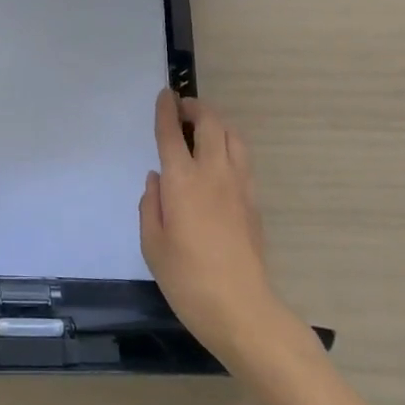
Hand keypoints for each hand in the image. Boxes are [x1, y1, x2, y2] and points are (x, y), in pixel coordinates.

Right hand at [140, 89, 288, 362]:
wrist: (242, 310)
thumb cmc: (187, 279)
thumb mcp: (152, 245)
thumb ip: (151, 205)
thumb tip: (157, 180)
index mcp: (182, 181)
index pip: (173, 133)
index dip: (167, 110)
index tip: (165, 94)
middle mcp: (213, 173)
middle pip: (210, 124)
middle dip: (196, 108)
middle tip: (183, 108)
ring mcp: (239, 186)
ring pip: (233, 137)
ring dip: (218, 123)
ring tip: (204, 128)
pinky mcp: (254, 202)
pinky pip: (243, 159)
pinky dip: (230, 146)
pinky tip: (220, 161)